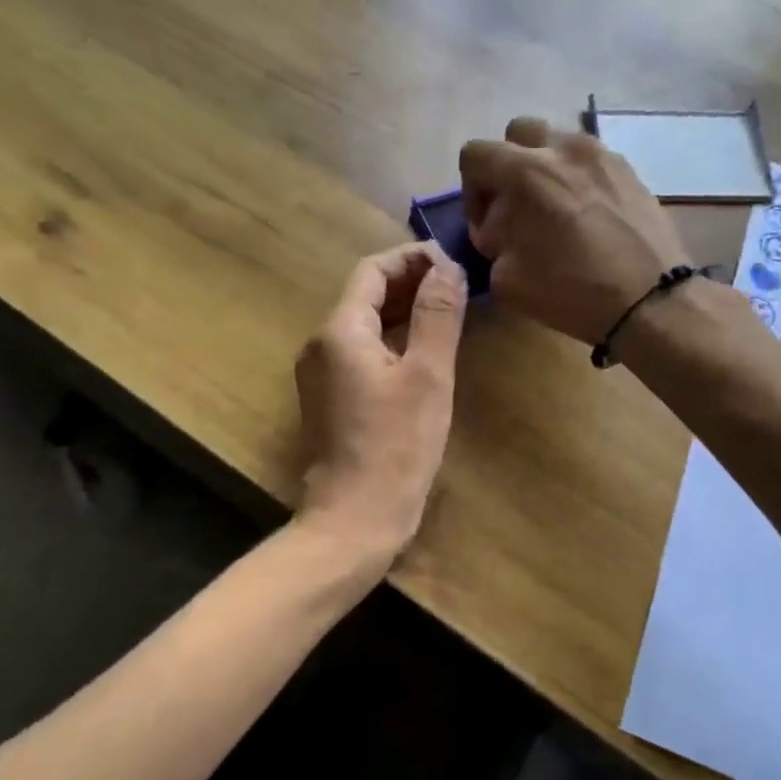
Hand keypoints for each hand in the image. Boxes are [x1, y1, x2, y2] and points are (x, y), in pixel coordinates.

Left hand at [294, 242, 466, 565]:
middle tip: (459, 285)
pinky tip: (424, 349)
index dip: (412, 259)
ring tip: (449, 310)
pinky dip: (393, 340)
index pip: (373, 271)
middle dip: (411, 283)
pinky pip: (362, 352)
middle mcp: (321, 344)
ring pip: (365, 324)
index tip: (453, 263)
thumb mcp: (427, 376)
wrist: (354, 521)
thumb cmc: (396, 447)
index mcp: (340, 331)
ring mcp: (322, 374)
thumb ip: (438, 316)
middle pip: (366, 295)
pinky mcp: (331, 399)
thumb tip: (447, 267)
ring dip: (404, 311)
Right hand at [460, 117, 689, 345]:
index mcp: (526, 172)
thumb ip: (492, 243)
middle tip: (516, 207)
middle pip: (518, 133)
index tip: (487, 226)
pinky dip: (579, 179)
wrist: (650, 301)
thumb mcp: (506, 279)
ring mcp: (603, 155)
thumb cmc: (571, 291)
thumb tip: (500, 229)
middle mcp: (564, 149)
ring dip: (545, 169)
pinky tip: (588, 218)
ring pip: (558, 143)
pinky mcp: (631, 170)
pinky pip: (591, 161)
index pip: (476, 154)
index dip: (471, 190)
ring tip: (554, 211)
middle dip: (508, 165)